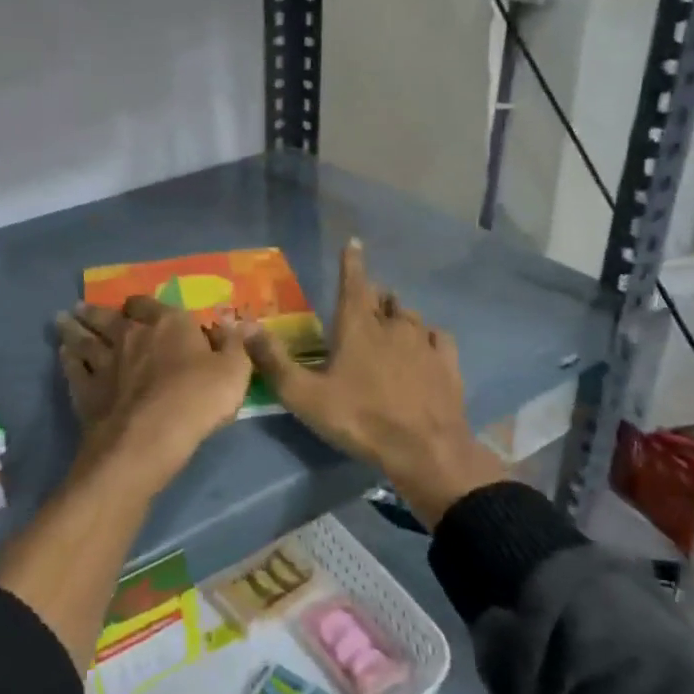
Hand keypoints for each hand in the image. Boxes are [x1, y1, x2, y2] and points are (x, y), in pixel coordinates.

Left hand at [55, 295, 253, 470]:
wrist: (150, 437)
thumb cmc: (198, 400)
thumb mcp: (234, 371)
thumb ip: (234, 345)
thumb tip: (236, 322)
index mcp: (167, 325)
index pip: (150, 305)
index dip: (142, 305)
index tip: (136, 306)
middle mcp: (131, 335)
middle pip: (108, 317)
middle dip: (95, 311)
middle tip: (80, 307)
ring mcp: (104, 362)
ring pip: (84, 339)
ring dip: (73, 329)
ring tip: (62, 320)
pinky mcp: (87, 390)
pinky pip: (74, 368)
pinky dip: (67, 359)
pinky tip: (63, 354)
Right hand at [242, 240, 501, 525]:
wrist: (425, 450)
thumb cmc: (359, 419)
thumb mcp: (304, 396)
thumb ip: (273, 361)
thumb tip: (246, 326)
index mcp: (357, 326)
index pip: (353, 282)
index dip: (351, 262)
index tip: (353, 243)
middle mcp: (393, 325)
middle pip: (383, 298)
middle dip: (372, 295)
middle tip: (363, 304)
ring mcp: (425, 342)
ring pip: (409, 316)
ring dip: (396, 316)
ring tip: (389, 325)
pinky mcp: (447, 363)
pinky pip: (438, 337)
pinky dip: (428, 337)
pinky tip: (426, 347)